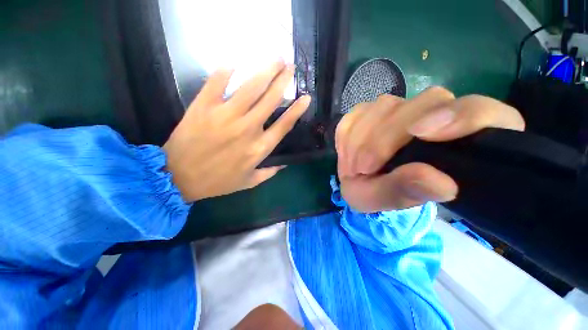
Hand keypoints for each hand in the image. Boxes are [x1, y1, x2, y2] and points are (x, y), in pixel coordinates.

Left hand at [164, 60, 310, 201]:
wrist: (178, 177)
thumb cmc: (217, 181)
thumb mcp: (249, 182)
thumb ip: (269, 173)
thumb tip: (285, 164)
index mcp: (259, 148)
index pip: (284, 125)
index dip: (297, 110)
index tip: (306, 97)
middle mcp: (247, 129)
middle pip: (270, 100)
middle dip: (283, 81)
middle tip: (290, 67)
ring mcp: (225, 116)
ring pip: (250, 88)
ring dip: (265, 71)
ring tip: (275, 59)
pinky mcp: (203, 107)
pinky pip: (216, 83)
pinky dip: (225, 71)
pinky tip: (234, 63)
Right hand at [335, 87, 524, 212]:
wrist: (360, 182)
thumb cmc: (382, 193)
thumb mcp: (390, 201)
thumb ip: (409, 191)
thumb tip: (438, 181)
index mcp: (460, 140)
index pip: (481, 111)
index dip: (460, 116)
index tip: (421, 135)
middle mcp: (434, 115)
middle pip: (425, 102)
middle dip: (385, 138)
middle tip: (364, 169)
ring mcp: (400, 108)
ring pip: (385, 105)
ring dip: (361, 139)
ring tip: (354, 166)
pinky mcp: (370, 110)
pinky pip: (357, 112)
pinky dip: (348, 134)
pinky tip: (347, 152)